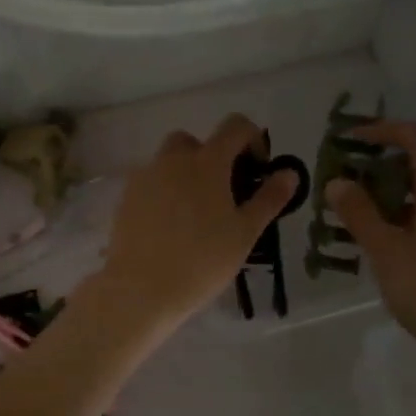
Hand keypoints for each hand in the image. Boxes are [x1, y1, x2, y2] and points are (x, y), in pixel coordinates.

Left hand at [94, 114, 296, 332]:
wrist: (140, 289)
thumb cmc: (202, 261)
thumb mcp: (245, 232)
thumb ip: (269, 198)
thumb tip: (289, 172)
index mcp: (207, 161)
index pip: (235, 126)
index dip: (252, 139)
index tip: (257, 170)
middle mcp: (173, 159)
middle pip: (196, 142)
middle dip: (213, 157)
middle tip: (224, 194)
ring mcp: (145, 177)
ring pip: (169, 161)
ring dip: (186, 173)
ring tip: (196, 213)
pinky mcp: (126, 198)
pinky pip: (150, 183)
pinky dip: (164, 192)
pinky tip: (170, 226)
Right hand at [327, 121, 415, 371]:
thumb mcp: (387, 253)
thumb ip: (360, 214)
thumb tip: (336, 181)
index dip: (385, 130)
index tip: (350, 140)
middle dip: (383, 163)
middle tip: (347, 178)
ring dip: (393, 191)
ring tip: (358, 211)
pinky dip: (408, 213)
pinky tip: (386, 240)